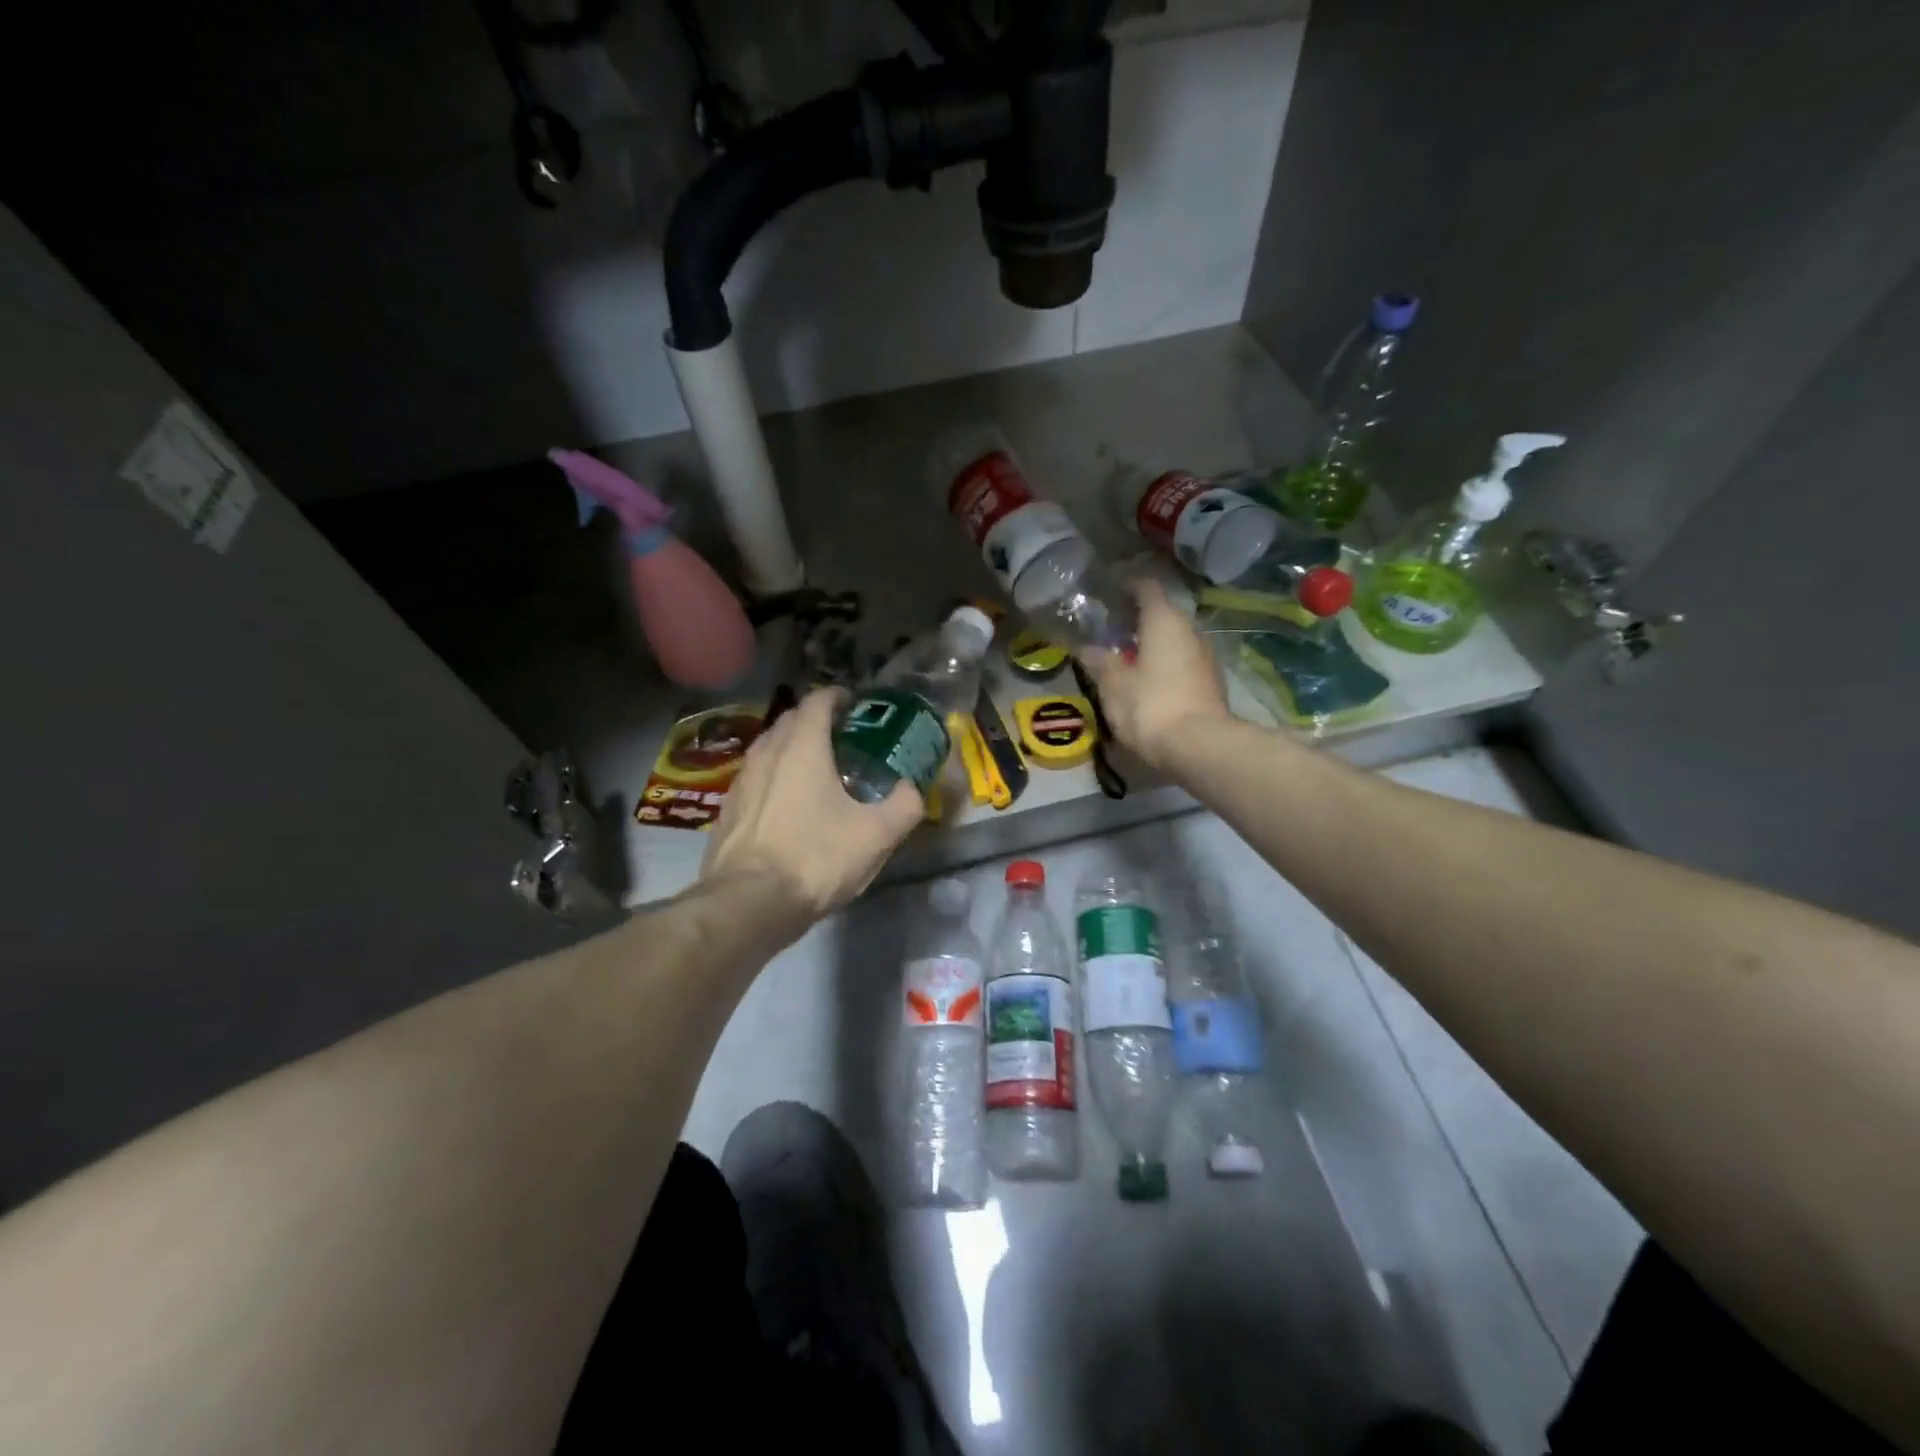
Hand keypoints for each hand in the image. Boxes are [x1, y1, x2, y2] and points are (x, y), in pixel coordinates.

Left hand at [701, 689, 922, 920]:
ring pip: (769, 749)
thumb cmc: (815, 858)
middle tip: (843, 739)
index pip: (817, 702)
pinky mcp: (727, 810)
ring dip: (792, 749)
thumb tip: (914, 789)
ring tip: (816, 770)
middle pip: (790, 720)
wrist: (747, 904)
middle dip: (816, 721)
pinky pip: (755, 778)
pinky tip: (788, 805)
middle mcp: (766, 754)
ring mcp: (741, 781)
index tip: (856, 706)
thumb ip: (904, 805)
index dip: (838, 697)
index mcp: (802, 748)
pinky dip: (774, 777)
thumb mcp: (876, 835)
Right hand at [1078, 578, 1229, 771]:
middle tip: (1110, 626)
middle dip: (1137, 618)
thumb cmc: (1151, 706)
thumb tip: (1086, 648)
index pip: (1146, 587)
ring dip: (1151, 643)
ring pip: (1173, 639)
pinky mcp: (1211, 682)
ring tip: (1125, 654)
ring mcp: (1205, 656)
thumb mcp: (1114, 685)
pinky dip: (1163, 662)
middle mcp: (1190, 630)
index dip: (1126, 584)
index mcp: (1164, 620)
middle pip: (1162, 613)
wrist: (1200, 747)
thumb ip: (1099, 662)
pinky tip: (1146, 678)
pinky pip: (1182, 661)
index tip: (1108, 587)